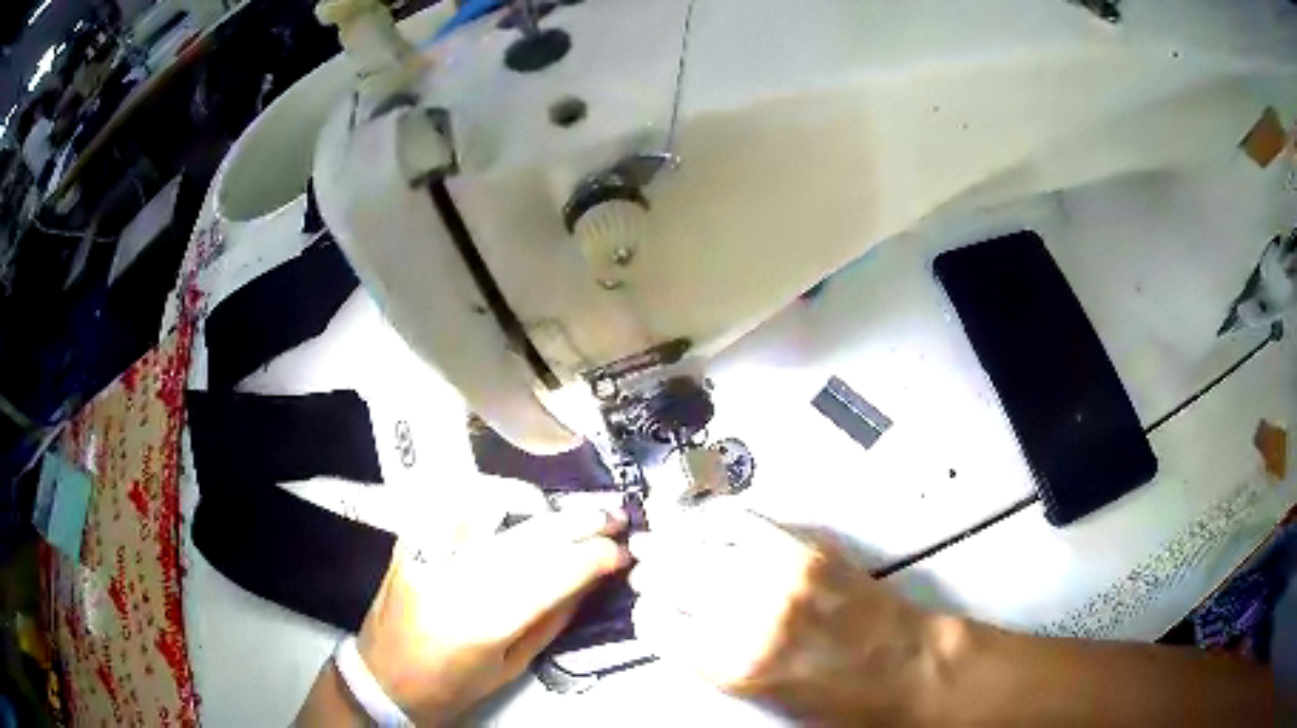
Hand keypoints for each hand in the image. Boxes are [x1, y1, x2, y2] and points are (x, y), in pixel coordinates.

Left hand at [357, 508, 629, 724]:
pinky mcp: (409, 540)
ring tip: (563, 514)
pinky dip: (488, 500)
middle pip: (529, 535)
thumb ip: (552, 620)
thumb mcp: (512, 665)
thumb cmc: (451, 685)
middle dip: (578, 522)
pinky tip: (510, 507)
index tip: (621, 550)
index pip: (553, 573)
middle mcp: (455, 577)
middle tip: (610, 514)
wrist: (383, 677)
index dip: (594, 556)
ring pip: (492, 508)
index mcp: (484, 620)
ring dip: (536, 506)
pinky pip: (454, 505)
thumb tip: (589, 582)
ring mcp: (427, 552)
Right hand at [628, 507, 939, 722]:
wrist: (902, 665)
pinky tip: (700, 521)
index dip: (648, 615)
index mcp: (731, 665)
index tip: (651, 610)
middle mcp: (747, 616)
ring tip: (659, 539)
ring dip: (670, 541)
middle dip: (650, 573)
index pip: (657, 625)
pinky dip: (711, 518)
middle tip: (645, 570)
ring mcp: (777, 574)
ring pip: (697, 544)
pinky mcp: (803, 547)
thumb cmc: (836, 697)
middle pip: (670, 577)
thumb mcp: (760, 699)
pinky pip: (740, 521)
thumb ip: (712, 662)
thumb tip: (679, 627)